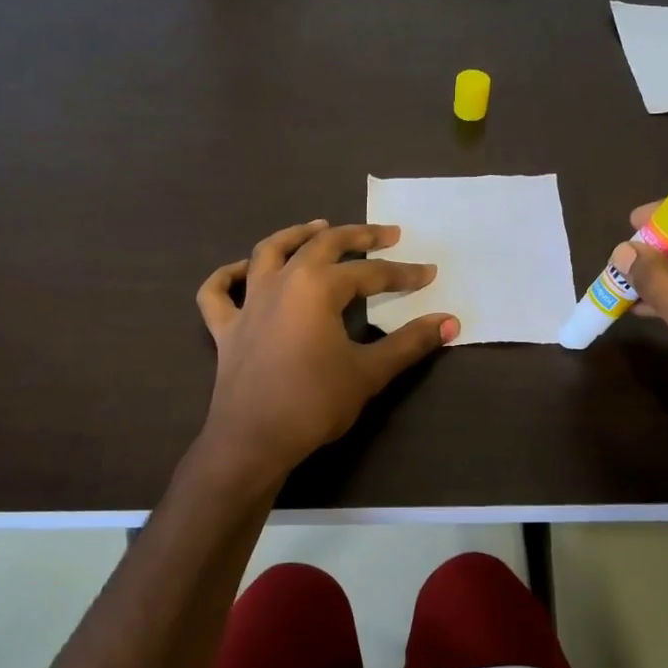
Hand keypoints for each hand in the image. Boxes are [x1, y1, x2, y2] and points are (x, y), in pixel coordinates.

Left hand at [196, 220, 458, 476]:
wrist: (254, 440)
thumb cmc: (315, 403)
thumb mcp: (369, 372)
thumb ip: (410, 343)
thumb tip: (450, 322)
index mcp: (317, 287)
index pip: (369, 274)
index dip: (403, 273)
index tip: (428, 273)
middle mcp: (281, 281)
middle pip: (321, 245)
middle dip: (357, 236)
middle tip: (386, 234)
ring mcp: (248, 303)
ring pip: (269, 252)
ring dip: (296, 235)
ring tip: (318, 227)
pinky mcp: (226, 328)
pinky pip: (218, 293)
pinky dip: (228, 276)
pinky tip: (243, 271)